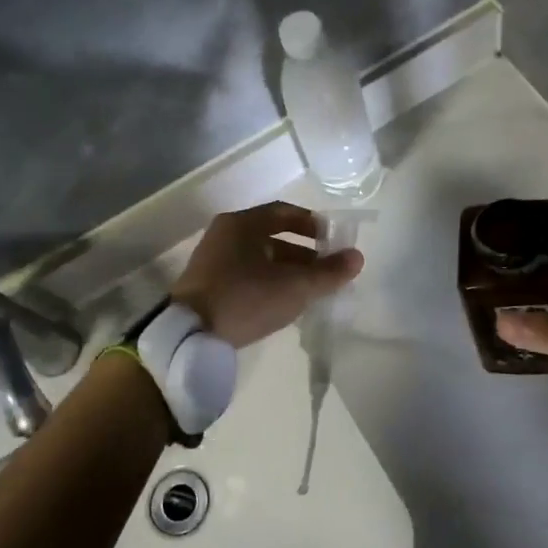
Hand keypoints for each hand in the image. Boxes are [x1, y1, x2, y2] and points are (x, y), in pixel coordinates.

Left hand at [172, 202, 363, 348]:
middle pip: (272, 237)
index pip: (284, 212)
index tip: (332, 240)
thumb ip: (328, 272)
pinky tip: (283, 303)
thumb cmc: (246, 298)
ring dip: (287, 270)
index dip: (312, 223)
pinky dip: (268, 283)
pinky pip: (246, 275)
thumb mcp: (294, 286)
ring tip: (310, 290)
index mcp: (242, 224)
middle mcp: (225, 235)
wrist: (190, 334)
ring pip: (259, 258)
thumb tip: (357, 257)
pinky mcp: (207, 286)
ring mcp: (213, 261)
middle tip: (326, 270)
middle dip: (303, 253)